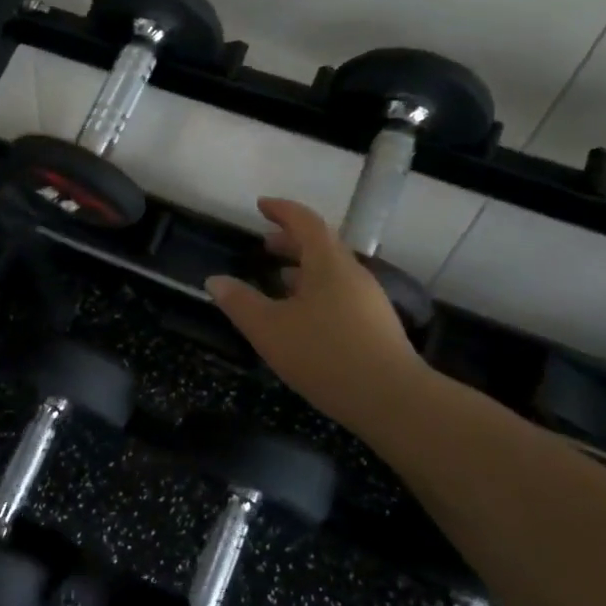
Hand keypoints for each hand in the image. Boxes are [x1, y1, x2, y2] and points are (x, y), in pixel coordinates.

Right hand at [206, 198, 425, 431]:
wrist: (391, 399)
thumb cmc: (324, 355)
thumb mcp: (269, 329)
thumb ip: (239, 302)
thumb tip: (215, 280)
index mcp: (328, 264)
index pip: (305, 222)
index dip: (282, 210)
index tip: (261, 205)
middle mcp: (352, 274)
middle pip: (321, 245)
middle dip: (291, 240)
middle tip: (265, 244)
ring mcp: (368, 300)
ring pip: (332, 272)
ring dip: (304, 268)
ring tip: (279, 278)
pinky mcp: (375, 326)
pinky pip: (340, 294)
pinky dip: (316, 291)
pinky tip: (303, 316)